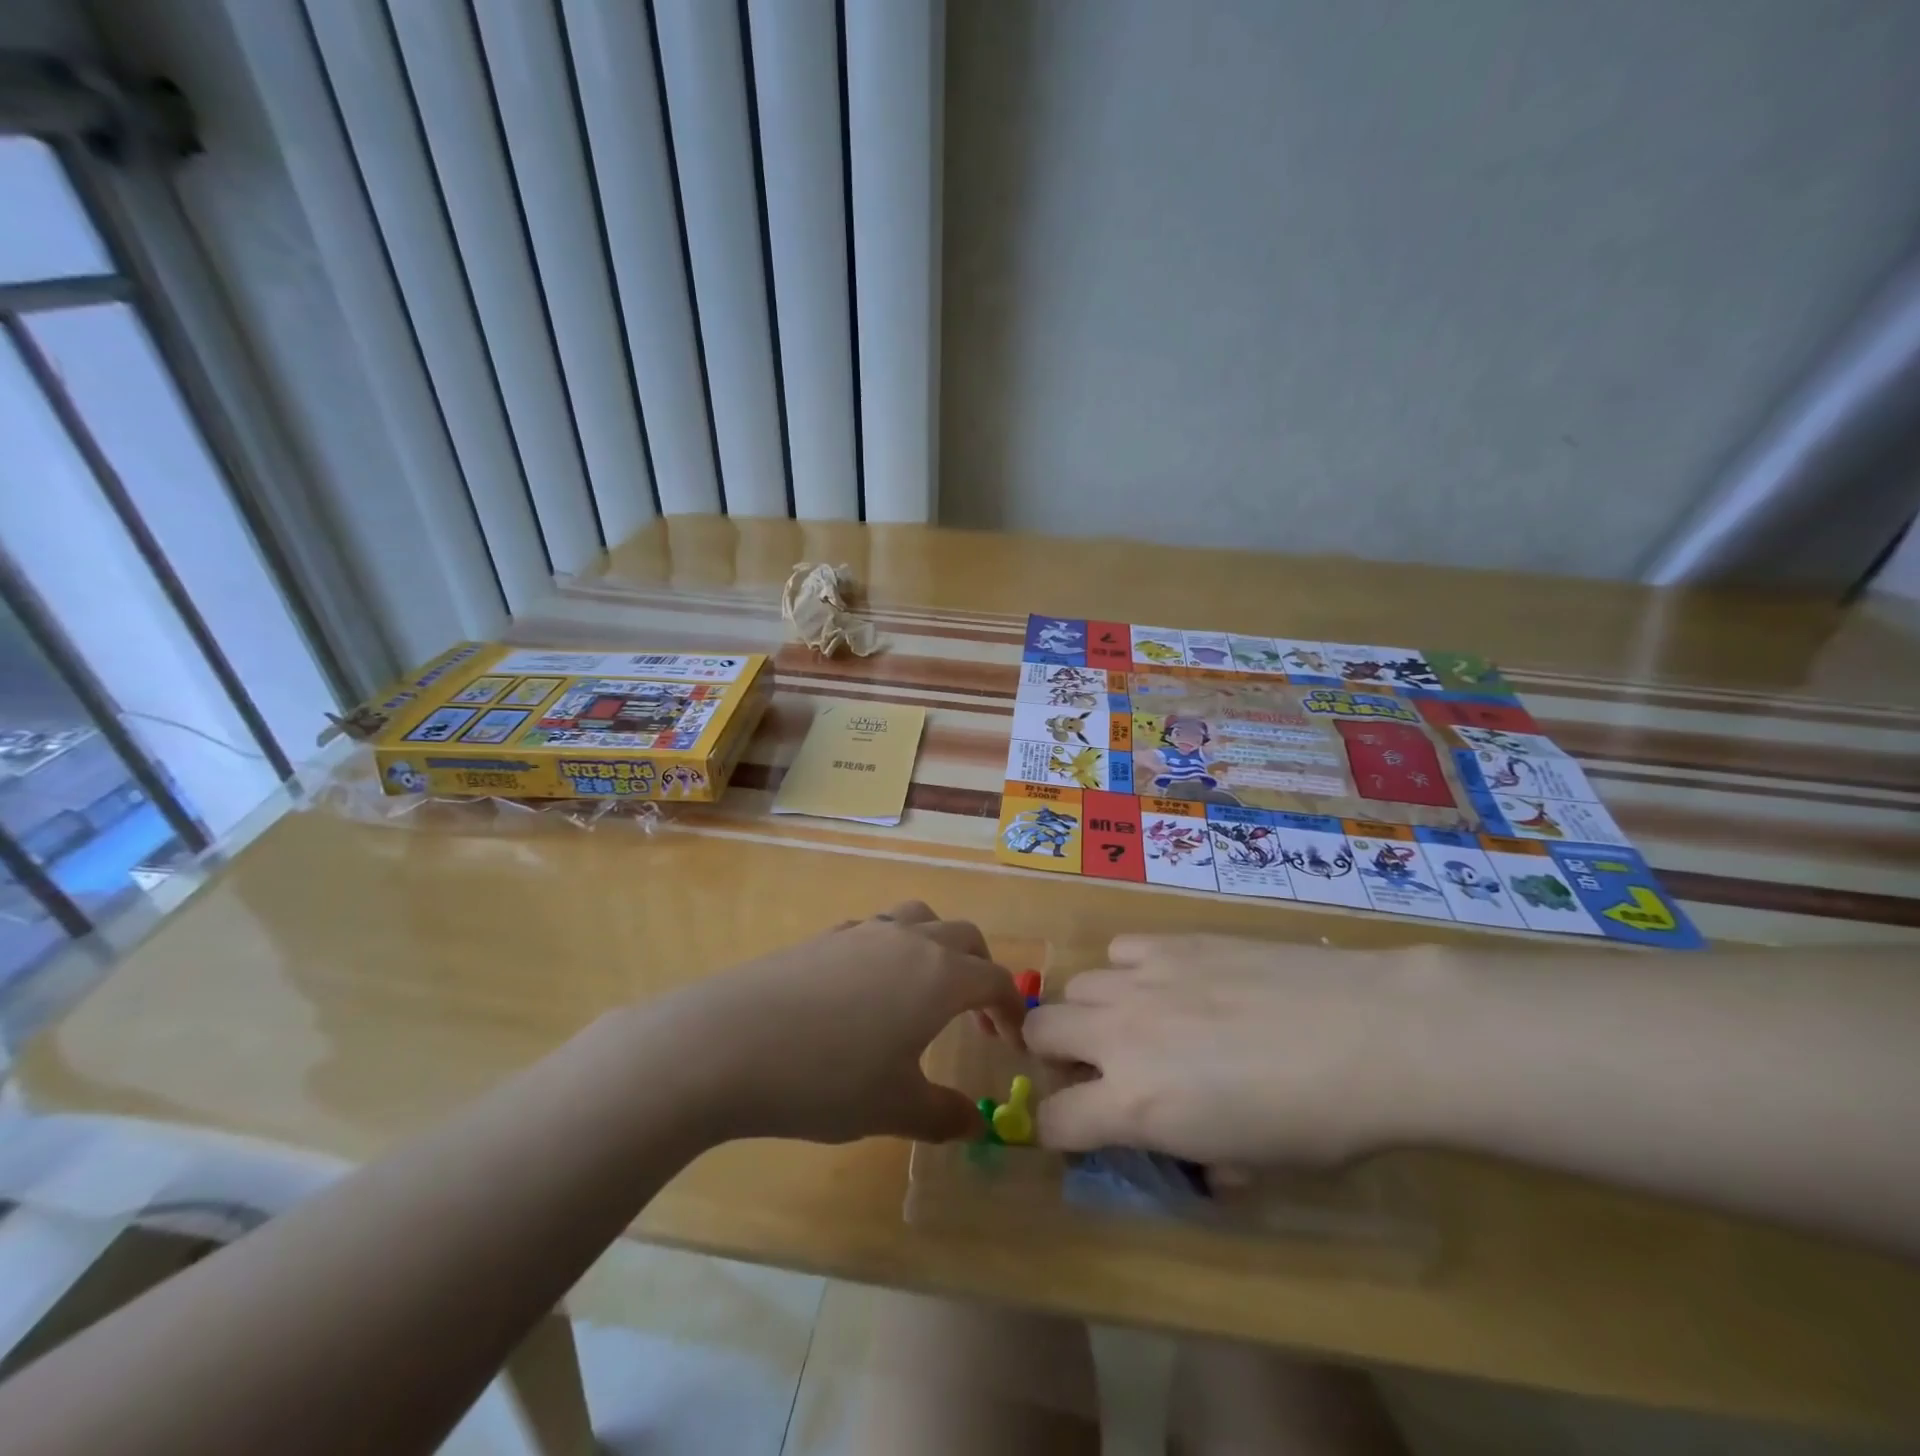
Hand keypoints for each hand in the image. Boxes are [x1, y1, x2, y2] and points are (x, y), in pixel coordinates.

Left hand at [631, 902, 1024, 1145]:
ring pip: (919, 918)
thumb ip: (942, 1114)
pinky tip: (869, 989)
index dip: (1013, 1008)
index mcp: (939, 976)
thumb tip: (974, 1124)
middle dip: (981, 970)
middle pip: (963, 937)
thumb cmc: (825, 1078)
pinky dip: (893, 948)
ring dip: (938, 946)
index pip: (995, 979)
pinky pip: (877, 929)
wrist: (728, 1043)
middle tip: (977, 1015)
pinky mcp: (825, 937)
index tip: (1015, 1040)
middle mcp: (908, 940)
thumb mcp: (893, 1109)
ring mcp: (863, 932)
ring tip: (926, 989)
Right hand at [1024, 935, 1456, 1165]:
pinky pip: (1121, 950)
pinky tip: (1171, 981)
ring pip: (1077, 985)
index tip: (1082, 1130)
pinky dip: (1131, 970)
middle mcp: (1119, 1035)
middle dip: (1056, 1054)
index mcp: (1134, 1105)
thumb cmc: (1318, 1122)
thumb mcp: (1254, 1166)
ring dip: (1095, 1010)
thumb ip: (1201, 1157)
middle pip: (1040, 1031)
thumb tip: (1197, 1151)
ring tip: (1141, 1020)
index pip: (1053, 1120)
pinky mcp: (1169, 942)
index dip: (1059, 1130)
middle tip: (1100, 1066)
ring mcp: (1141, 979)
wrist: (1366, 1033)